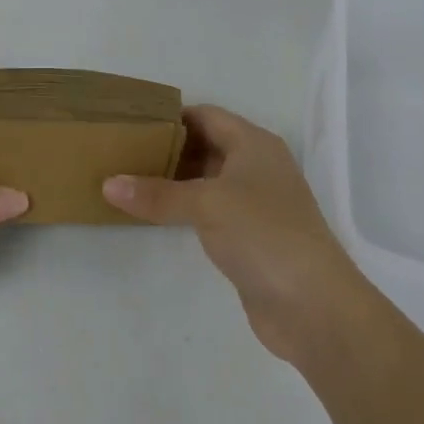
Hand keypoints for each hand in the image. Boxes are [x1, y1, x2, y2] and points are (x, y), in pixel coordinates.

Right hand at [103, 104, 375, 364]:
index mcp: (253, 143)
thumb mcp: (205, 205)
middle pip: (205, 144)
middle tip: (122, 150)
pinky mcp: (251, 236)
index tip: (131, 122)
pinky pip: (210, 209)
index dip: (170, 116)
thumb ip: (156, 193)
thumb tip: (107, 184)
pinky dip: (184, 207)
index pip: (205, 115)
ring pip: (206, 179)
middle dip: (167, 147)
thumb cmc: (263, 234)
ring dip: (173, 179)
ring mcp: (256, 203)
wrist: (316, 308)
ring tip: (129, 178)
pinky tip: (155, 213)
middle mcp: (257, 166)